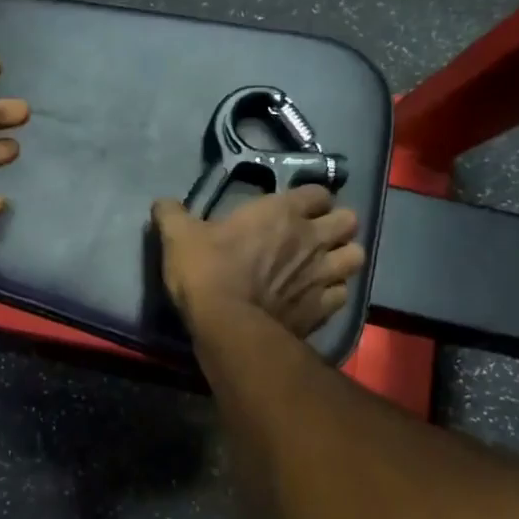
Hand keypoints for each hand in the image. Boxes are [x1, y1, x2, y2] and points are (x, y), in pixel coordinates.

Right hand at [151, 185, 366, 337]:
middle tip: (316, 236)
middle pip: (350, 220)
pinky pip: (343, 294)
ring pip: (356, 256)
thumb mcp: (179, 237)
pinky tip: (318, 297)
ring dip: (343, 258)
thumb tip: (162, 203)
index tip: (296, 208)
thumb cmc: (207, 272)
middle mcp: (312, 238)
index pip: (318, 192)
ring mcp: (323, 274)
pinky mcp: (324, 308)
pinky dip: (334, 293)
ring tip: (325, 265)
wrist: (228, 326)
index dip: (311, 199)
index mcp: (283, 212)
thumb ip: (172, 215)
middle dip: (337, 225)